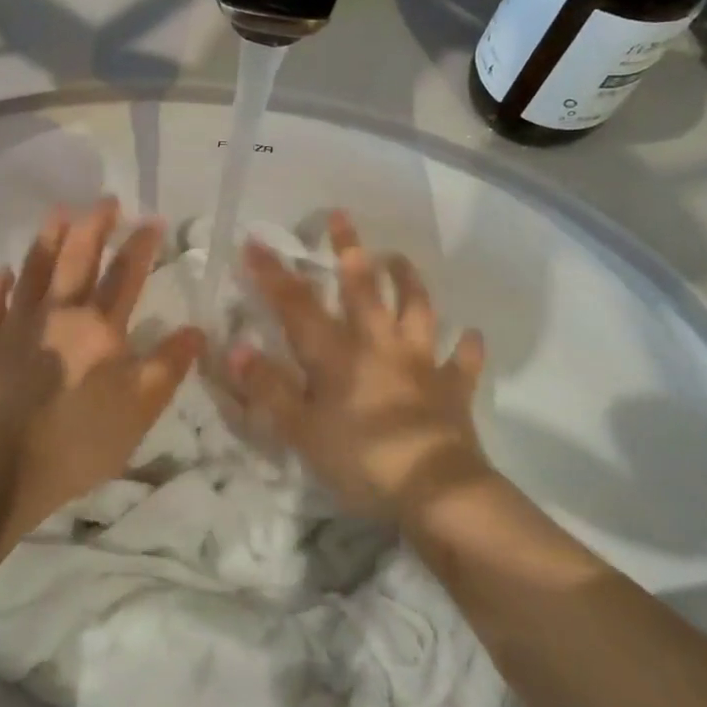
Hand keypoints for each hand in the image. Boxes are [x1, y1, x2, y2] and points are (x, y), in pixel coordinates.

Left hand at [0, 198, 203, 537]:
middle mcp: (59, 314)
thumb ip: (168, 366)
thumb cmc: (80, 441)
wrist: (4, 470)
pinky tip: (1, 271)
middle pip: (78, 259)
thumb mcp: (140, 411)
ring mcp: (17, 326)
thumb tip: (196, 330)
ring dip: (47, 239)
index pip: (125, 275)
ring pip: (33, 271)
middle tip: (105, 199)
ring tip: (58, 212)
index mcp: (100, 328)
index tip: (152, 219)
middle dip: (94, 225)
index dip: (140, 245)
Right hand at [226, 210, 488, 519]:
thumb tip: (236, 347)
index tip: (255, 242)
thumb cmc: (361, 459)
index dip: (273, 274)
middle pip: (363, 288)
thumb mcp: (301, 430)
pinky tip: (470, 335)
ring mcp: (420, 362)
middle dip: (349, 249)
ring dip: (408, 281)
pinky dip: (465, 347)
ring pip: (417, 309)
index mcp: (337, 354)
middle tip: (341, 216)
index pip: (297, 305)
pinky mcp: (452, 388)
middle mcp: (379, 344)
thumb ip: (268, 387)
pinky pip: (461, 362)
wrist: (436, 491)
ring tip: (399, 258)